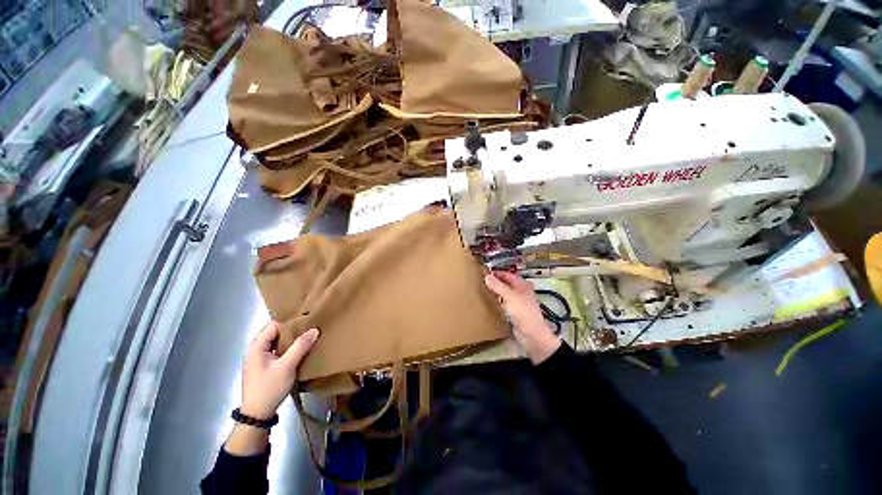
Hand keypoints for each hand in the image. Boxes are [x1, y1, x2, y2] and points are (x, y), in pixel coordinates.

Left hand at [240, 322, 318, 419]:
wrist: (257, 414)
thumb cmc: (269, 388)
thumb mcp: (287, 366)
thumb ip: (300, 346)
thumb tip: (315, 329)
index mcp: (257, 346)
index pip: (274, 325)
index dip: (290, 324)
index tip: (306, 324)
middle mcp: (256, 349)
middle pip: (276, 333)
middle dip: (292, 332)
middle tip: (310, 332)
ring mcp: (259, 358)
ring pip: (278, 342)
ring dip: (291, 341)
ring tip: (308, 340)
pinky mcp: (264, 366)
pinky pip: (278, 351)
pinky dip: (288, 349)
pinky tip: (300, 352)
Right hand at [484, 271, 560, 363]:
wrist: (532, 335)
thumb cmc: (523, 313)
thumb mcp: (510, 297)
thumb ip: (498, 286)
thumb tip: (486, 276)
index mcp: (522, 285)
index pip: (508, 274)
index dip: (497, 272)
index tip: (484, 271)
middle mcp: (520, 292)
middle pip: (506, 283)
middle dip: (495, 281)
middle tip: (481, 280)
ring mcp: (518, 302)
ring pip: (504, 293)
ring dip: (495, 291)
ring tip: (482, 289)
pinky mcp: (514, 312)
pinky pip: (503, 303)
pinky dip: (497, 301)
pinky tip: (489, 302)